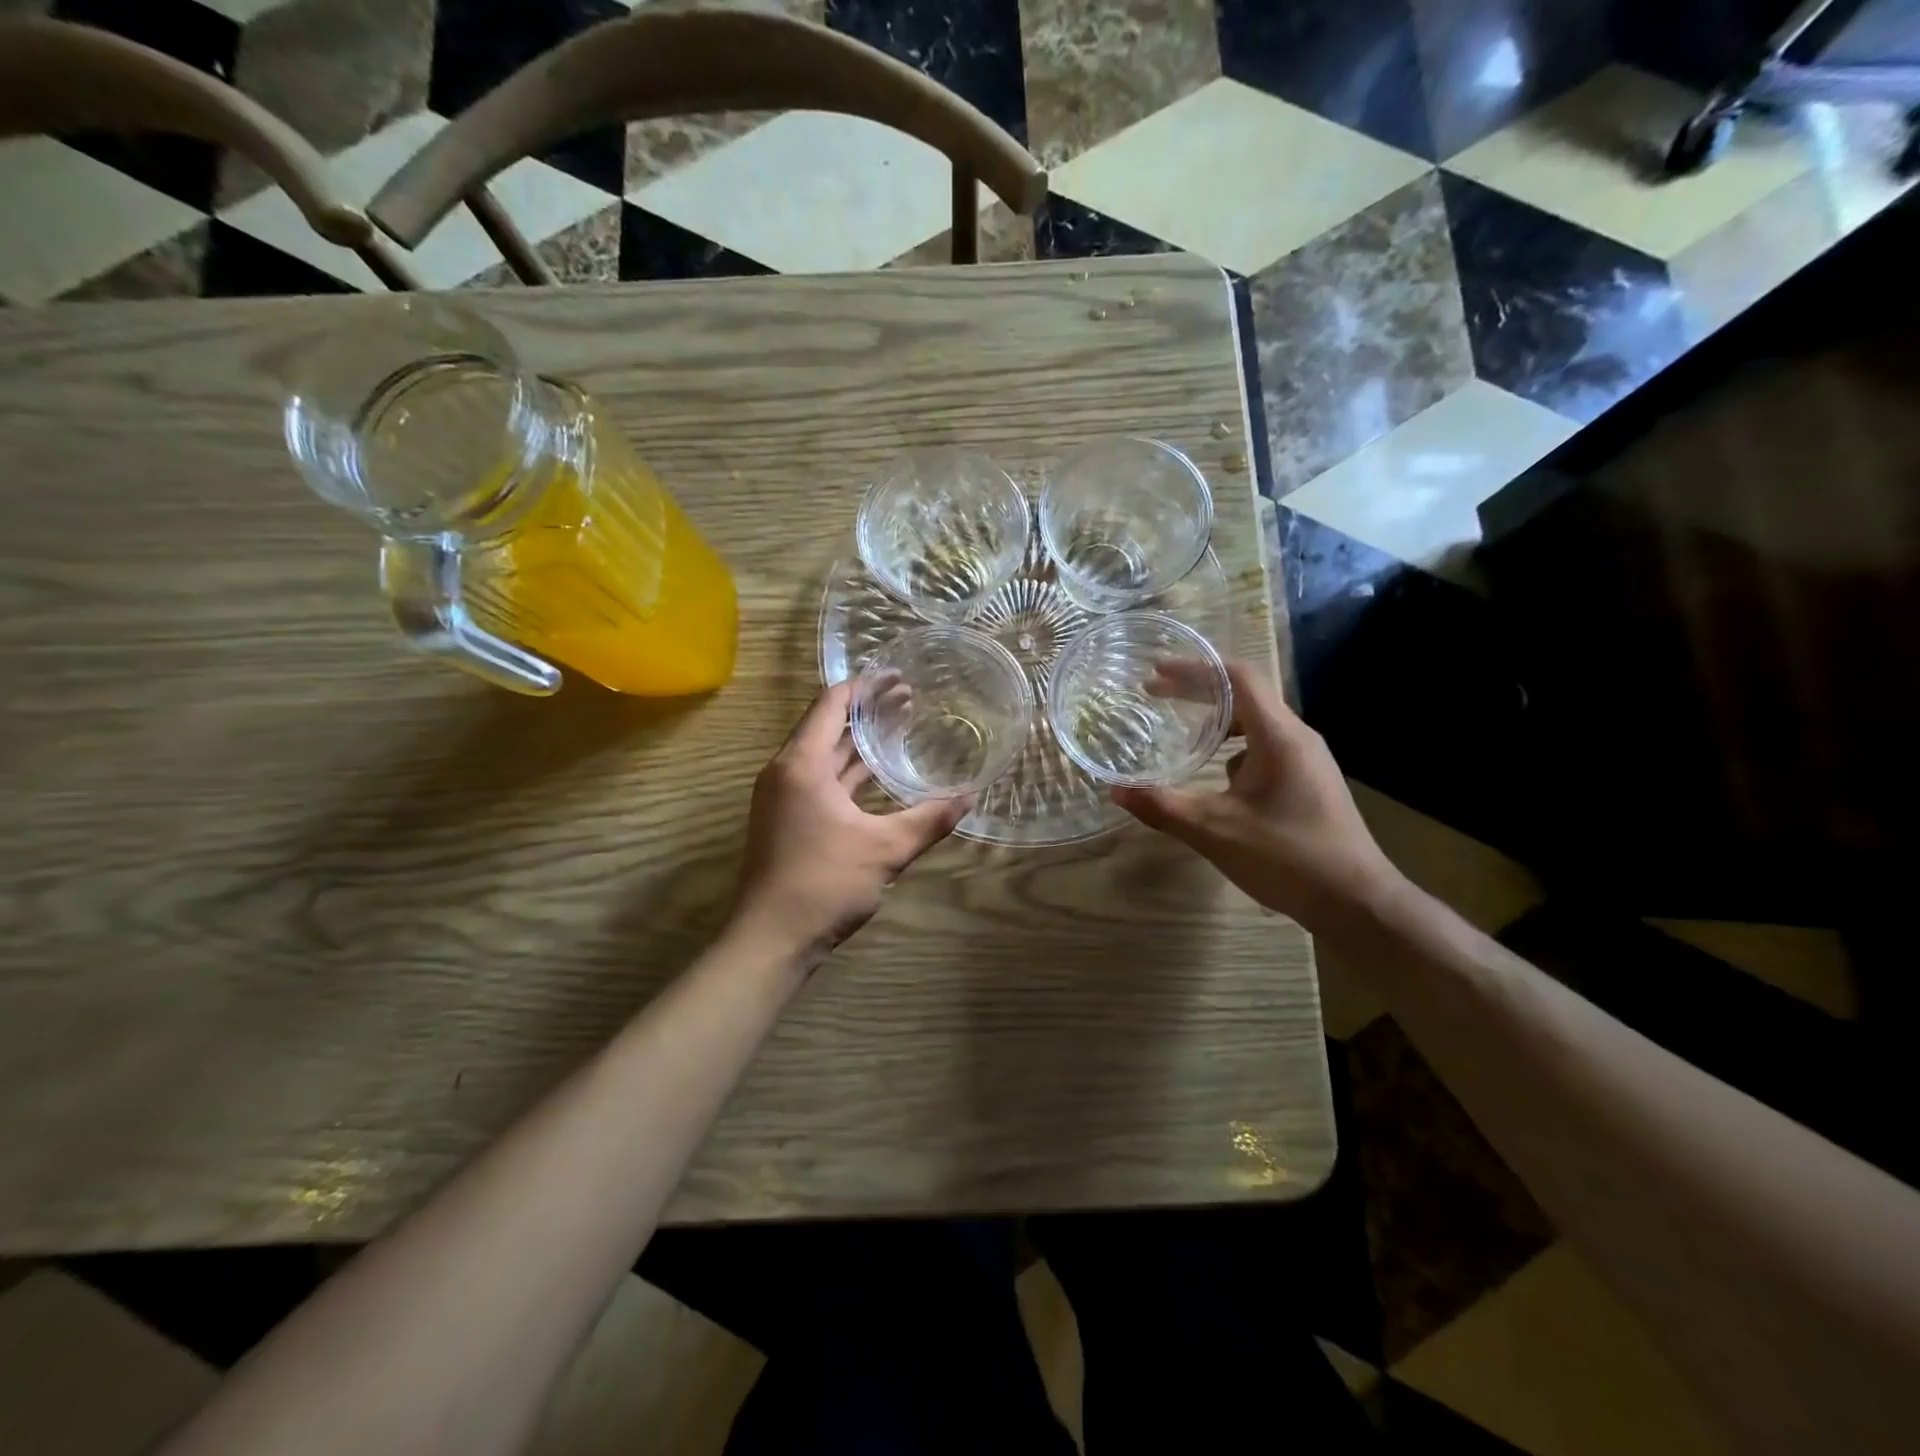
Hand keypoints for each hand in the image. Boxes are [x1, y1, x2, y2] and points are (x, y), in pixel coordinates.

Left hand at [730, 681, 971, 969]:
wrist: (770, 940)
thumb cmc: (824, 883)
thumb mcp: (885, 849)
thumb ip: (929, 819)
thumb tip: (970, 797)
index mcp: (801, 764)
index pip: (831, 705)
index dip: (865, 687)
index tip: (898, 676)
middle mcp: (786, 772)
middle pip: (828, 726)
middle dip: (868, 712)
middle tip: (910, 699)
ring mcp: (783, 798)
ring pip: (824, 756)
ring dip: (859, 742)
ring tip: (900, 727)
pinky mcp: (787, 821)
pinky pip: (820, 780)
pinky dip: (849, 771)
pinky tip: (878, 776)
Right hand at [1111, 661, 1402, 931]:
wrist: (1356, 902)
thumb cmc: (1287, 857)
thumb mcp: (1214, 831)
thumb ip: (1163, 807)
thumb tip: (1116, 790)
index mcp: (1279, 736)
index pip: (1238, 677)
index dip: (1195, 669)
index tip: (1156, 672)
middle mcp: (1297, 738)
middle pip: (1245, 695)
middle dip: (1198, 692)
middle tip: (1156, 695)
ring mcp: (1307, 761)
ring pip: (1256, 724)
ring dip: (1217, 721)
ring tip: (1182, 734)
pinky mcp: (1308, 782)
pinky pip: (1266, 748)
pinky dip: (1234, 748)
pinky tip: (1216, 777)